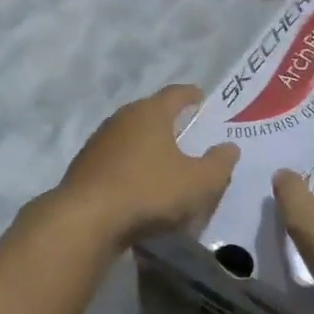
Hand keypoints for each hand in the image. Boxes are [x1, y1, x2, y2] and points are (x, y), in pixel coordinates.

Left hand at [48, 85, 238, 249]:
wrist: (86, 219)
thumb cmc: (149, 191)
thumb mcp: (198, 182)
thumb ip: (219, 163)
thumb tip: (229, 147)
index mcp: (151, 113)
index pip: (176, 93)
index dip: (191, 95)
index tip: (201, 100)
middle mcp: (122, 118)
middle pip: (150, 112)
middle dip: (169, 121)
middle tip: (186, 132)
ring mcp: (99, 141)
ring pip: (130, 135)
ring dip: (147, 144)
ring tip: (163, 160)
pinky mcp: (84, 166)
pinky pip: (115, 159)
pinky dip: (129, 165)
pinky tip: (137, 183)